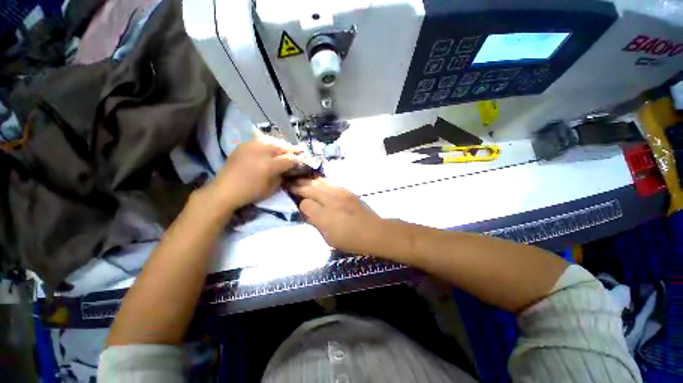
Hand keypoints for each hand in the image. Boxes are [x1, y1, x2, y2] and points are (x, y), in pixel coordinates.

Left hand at [203, 137, 301, 214]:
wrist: (226, 189)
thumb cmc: (251, 192)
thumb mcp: (272, 188)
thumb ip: (282, 176)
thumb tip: (288, 169)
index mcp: (270, 165)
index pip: (289, 159)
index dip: (298, 159)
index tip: (303, 160)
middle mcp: (261, 152)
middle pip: (281, 146)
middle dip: (291, 148)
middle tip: (299, 150)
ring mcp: (251, 146)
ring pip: (271, 140)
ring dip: (281, 144)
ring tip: (286, 147)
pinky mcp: (243, 145)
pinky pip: (260, 140)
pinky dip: (268, 142)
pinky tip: (271, 146)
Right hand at [289, 178, 384, 253]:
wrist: (373, 231)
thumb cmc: (350, 240)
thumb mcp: (329, 238)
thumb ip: (316, 223)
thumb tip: (307, 212)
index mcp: (325, 216)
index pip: (305, 204)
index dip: (300, 205)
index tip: (299, 206)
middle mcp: (331, 201)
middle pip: (310, 188)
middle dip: (299, 186)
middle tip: (289, 184)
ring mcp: (340, 193)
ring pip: (319, 182)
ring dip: (308, 181)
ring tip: (300, 179)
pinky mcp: (347, 191)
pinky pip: (330, 182)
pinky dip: (320, 181)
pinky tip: (317, 181)